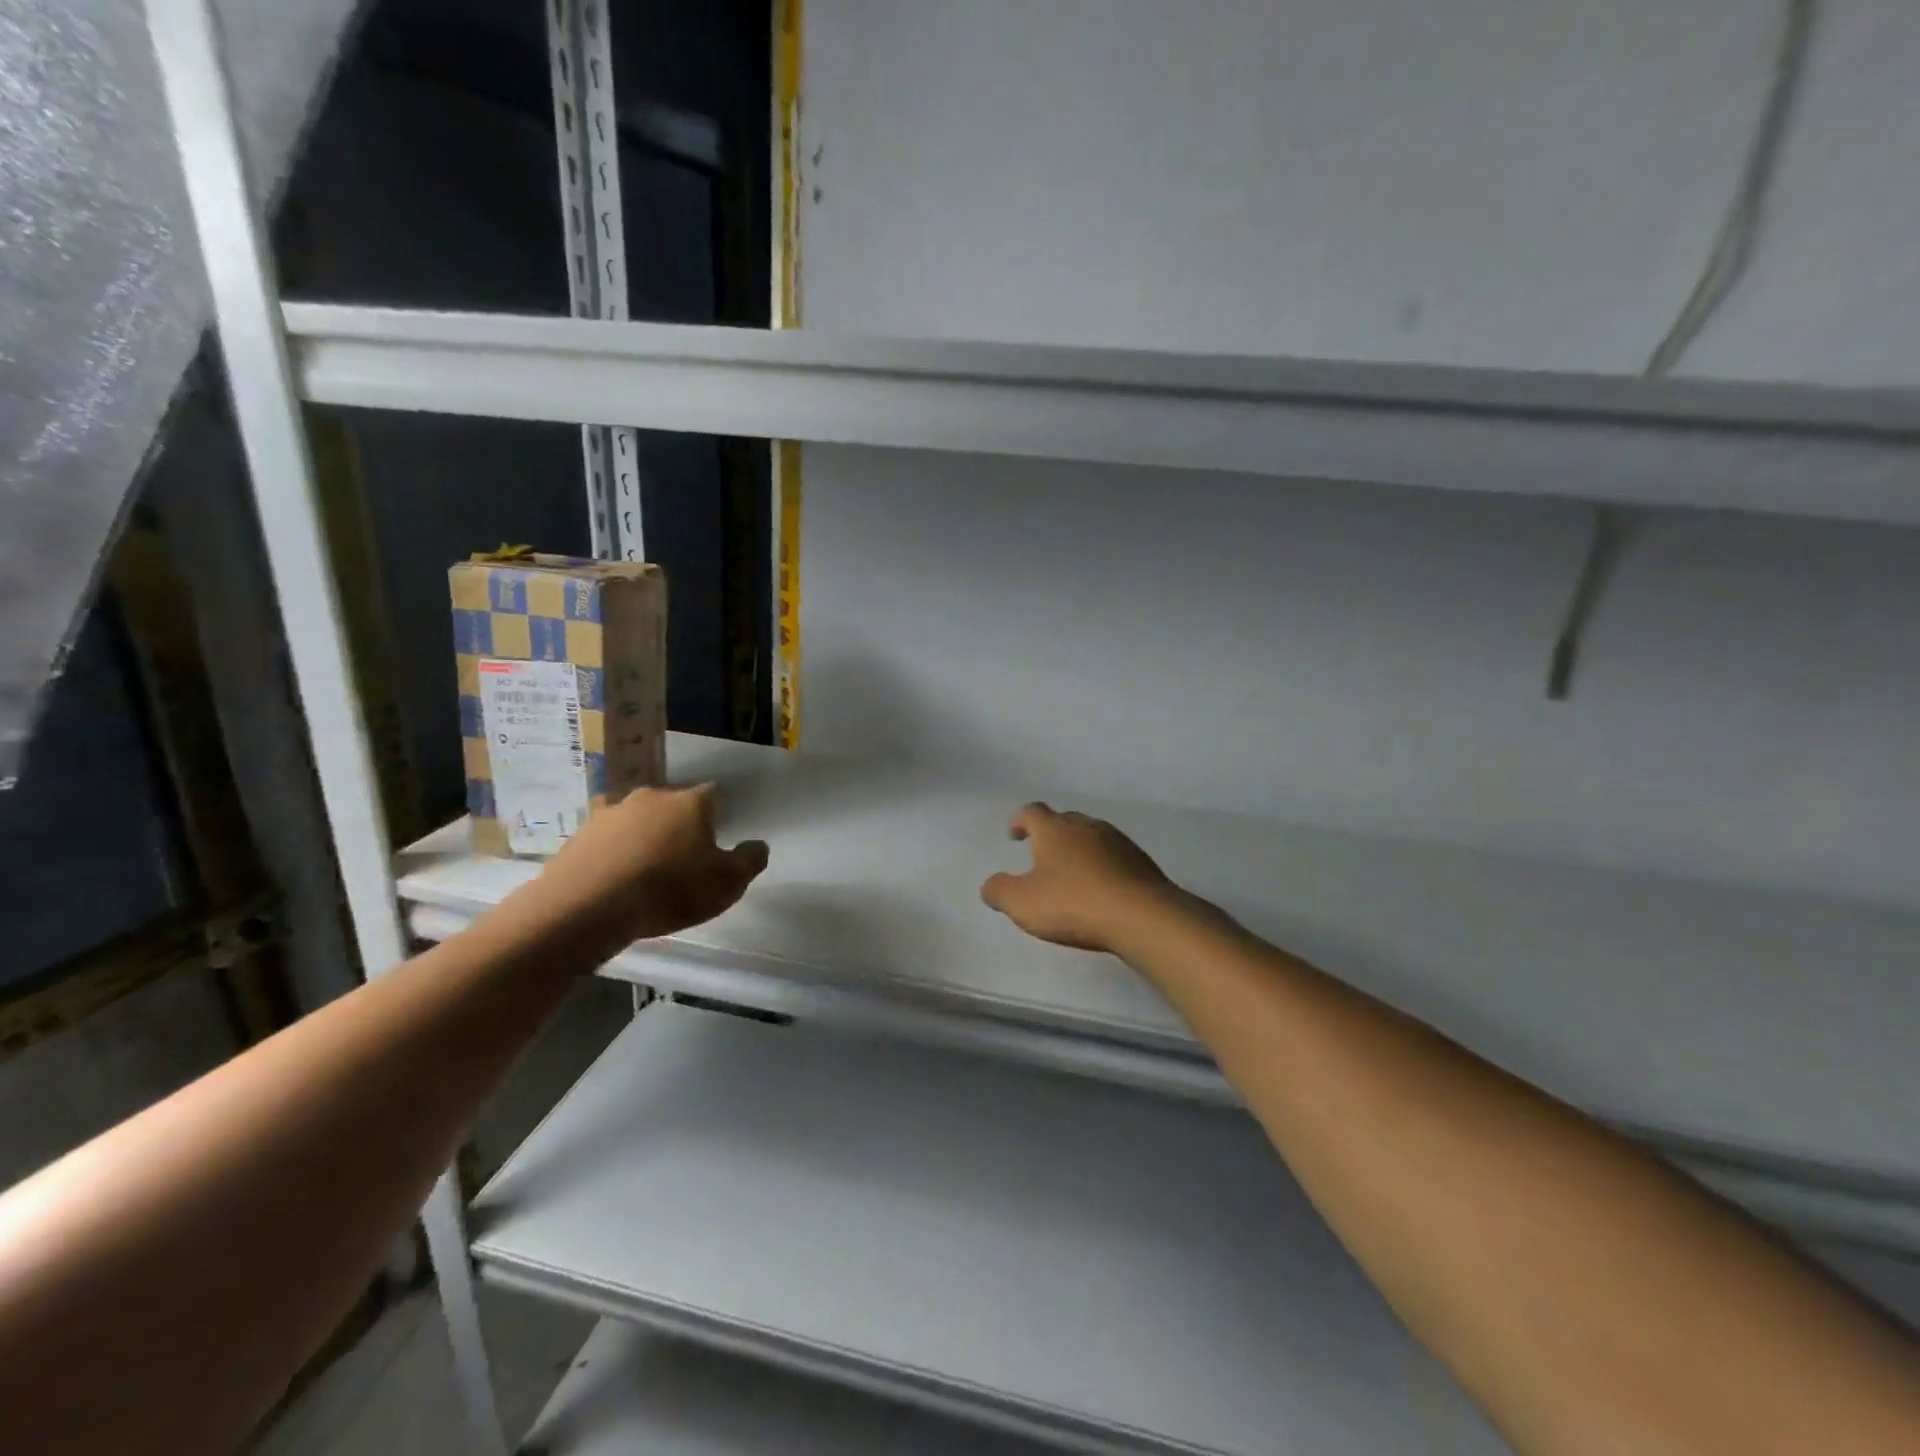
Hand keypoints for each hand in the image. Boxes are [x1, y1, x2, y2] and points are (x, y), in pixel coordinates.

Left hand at [524, 783, 768, 950]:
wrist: (587, 907)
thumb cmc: (669, 890)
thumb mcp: (727, 884)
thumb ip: (749, 861)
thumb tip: (758, 846)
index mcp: (690, 803)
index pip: (712, 794)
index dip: (716, 814)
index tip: (717, 837)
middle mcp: (651, 797)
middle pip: (672, 805)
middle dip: (678, 825)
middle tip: (682, 857)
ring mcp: (610, 813)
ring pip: (636, 820)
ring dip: (643, 838)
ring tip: (644, 871)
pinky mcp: (579, 835)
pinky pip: (606, 841)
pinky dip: (613, 854)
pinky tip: (614, 880)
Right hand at [981, 802, 1182, 954]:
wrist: (1142, 915)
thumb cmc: (1074, 904)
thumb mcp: (1023, 903)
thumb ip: (999, 891)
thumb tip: (989, 885)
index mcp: (1054, 830)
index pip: (1031, 811)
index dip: (1019, 820)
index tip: (1014, 835)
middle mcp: (1086, 826)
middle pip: (1063, 820)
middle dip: (1050, 834)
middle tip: (1041, 854)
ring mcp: (1117, 841)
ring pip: (1091, 836)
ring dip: (1078, 849)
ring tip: (1072, 873)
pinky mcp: (1140, 861)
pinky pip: (1113, 856)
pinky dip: (1102, 866)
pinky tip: (1101, 889)